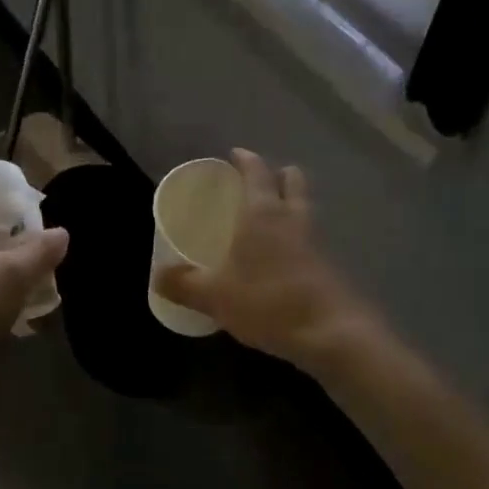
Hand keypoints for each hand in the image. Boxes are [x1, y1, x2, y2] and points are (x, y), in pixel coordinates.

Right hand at [154, 149, 372, 372]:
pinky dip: (297, 239)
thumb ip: (184, 284)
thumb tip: (158, 277)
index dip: (245, 159)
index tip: (235, 154)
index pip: (256, 171)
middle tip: (257, 183)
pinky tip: (281, 259)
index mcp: (263, 213)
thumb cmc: (267, 302)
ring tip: (267, 221)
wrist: (331, 334)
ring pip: (304, 209)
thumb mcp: (214, 296)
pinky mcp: (330, 267)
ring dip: (290, 205)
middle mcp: (293, 218)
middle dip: (277, 175)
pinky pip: (311, 239)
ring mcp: (317, 242)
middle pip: (292, 181)